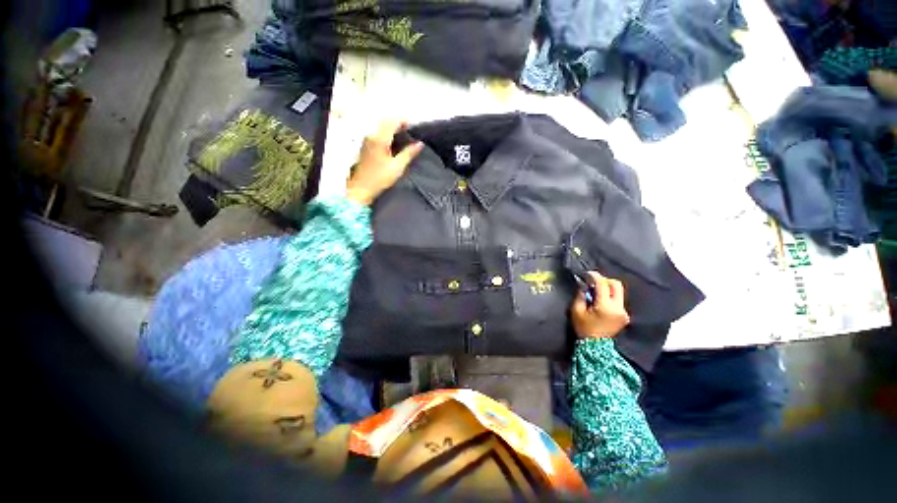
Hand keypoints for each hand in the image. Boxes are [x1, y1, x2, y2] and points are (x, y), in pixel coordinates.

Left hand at [346, 120, 423, 205]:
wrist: (362, 187)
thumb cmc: (380, 178)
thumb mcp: (397, 167)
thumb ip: (409, 153)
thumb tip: (420, 143)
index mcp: (380, 139)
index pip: (393, 122)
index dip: (404, 121)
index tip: (415, 125)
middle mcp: (372, 135)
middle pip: (386, 121)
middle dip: (399, 122)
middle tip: (411, 130)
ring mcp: (368, 140)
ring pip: (381, 126)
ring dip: (393, 127)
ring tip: (405, 134)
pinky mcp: (366, 145)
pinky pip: (378, 132)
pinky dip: (387, 132)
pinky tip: (394, 141)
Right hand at [571, 272, 629, 338]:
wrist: (595, 346)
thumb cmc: (583, 327)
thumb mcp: (576, 310)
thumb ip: (581, 295)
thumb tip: (584, 285)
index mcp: (605, 306)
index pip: (603, 285)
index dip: (595, 276)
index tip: (587, 273)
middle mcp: (618, 307)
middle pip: (616, 285)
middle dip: (605, 280)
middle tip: (593, 283)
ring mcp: (623, 312)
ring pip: (618, 292)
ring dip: (607, 289)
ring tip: (596, 292)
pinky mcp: (625, 316)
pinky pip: (618, 300)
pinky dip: (610, 297)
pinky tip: (601, 301)